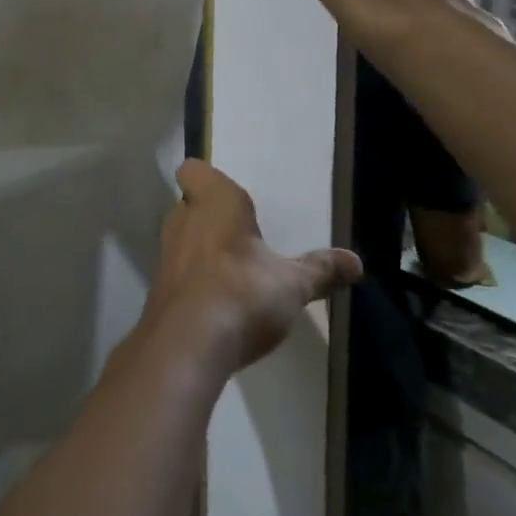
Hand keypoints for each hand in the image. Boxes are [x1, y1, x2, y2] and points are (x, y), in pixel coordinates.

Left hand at [146, 161, 360, 376]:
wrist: (187, 345)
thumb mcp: (293, 283)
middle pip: (190, 206)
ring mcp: (167, 256)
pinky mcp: (159, 291)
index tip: (232, 197)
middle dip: (213, 218)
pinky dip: (196, 284)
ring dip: (204, 252)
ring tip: (237, 272)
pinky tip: (222, 304)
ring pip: (184, 240)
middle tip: (244, 237)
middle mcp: (183, 220)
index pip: (193, 170)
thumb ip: (321, 270)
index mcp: (214, 201)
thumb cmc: (243, 292)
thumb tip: (356, 262)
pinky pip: (180, 276)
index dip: (208, 179)